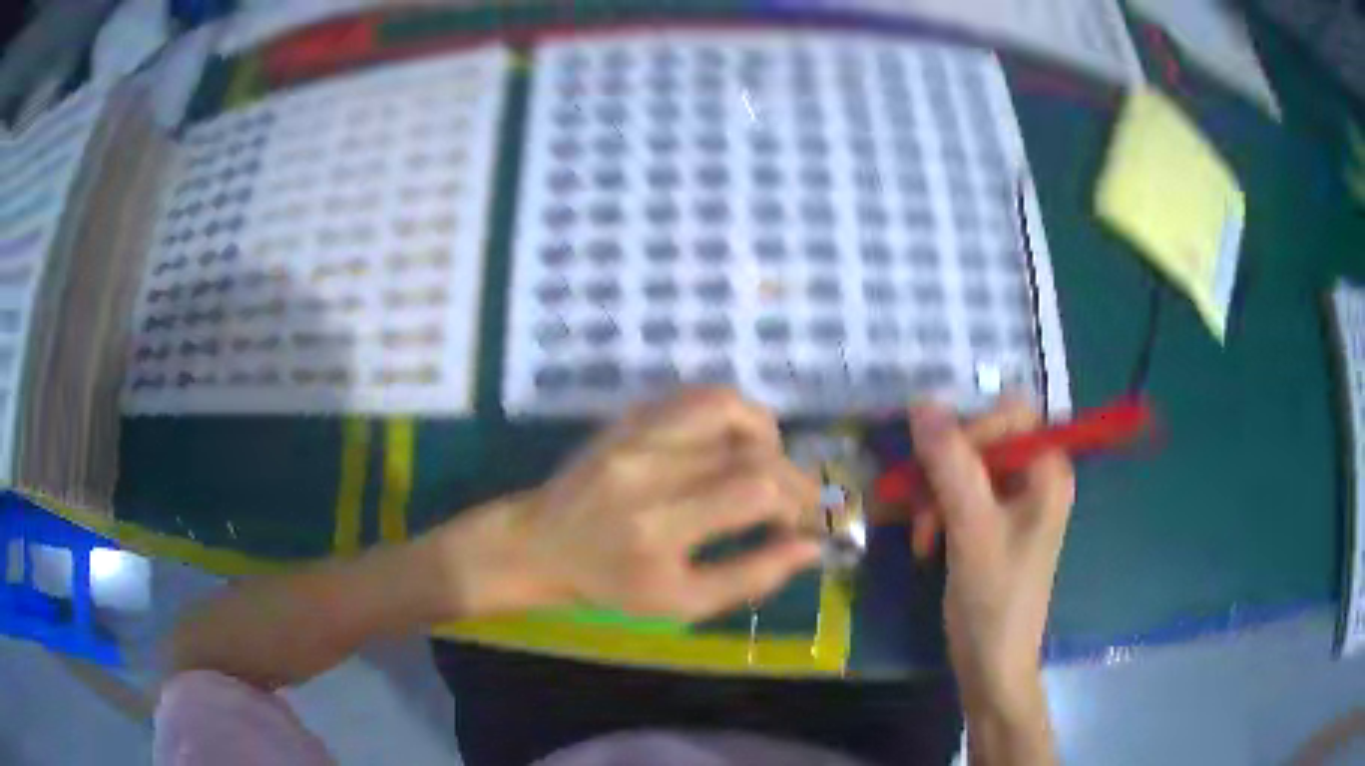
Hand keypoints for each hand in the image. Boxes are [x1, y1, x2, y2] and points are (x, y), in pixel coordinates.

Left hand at [444, 387, 822, 621]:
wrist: (539, 543)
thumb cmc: (609, 584)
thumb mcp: (681, 603)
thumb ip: (750, 577)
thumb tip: (810, 547)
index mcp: (658, 527)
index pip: (753, 490)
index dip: (796, 503)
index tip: (803, 525)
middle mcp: (648, 469)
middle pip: (749, 449)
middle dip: (791, 475)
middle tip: (796, 503)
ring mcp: (634, 434)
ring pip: (727, 406)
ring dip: (765, 434)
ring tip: (768, 464)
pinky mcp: (628, 418)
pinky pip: (695, 396)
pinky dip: (731, 414)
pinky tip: (735, 443)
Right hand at [909, 400, 1073, 724]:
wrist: (991, 664)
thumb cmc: (993, 598)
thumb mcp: (971, 527)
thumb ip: (951, 464)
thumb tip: (923, 404)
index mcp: (1047, 472)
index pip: (1011, 415)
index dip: (972, 429)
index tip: (935, 463)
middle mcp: (1037, 479)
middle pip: (986, 440)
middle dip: (947, 469)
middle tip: (919, 503)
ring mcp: (1016, 503)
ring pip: (967, 469)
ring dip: (937, 495)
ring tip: (922, 534)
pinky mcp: (996, 525)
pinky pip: (963, 496)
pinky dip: (940, 513)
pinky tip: (927, 543)